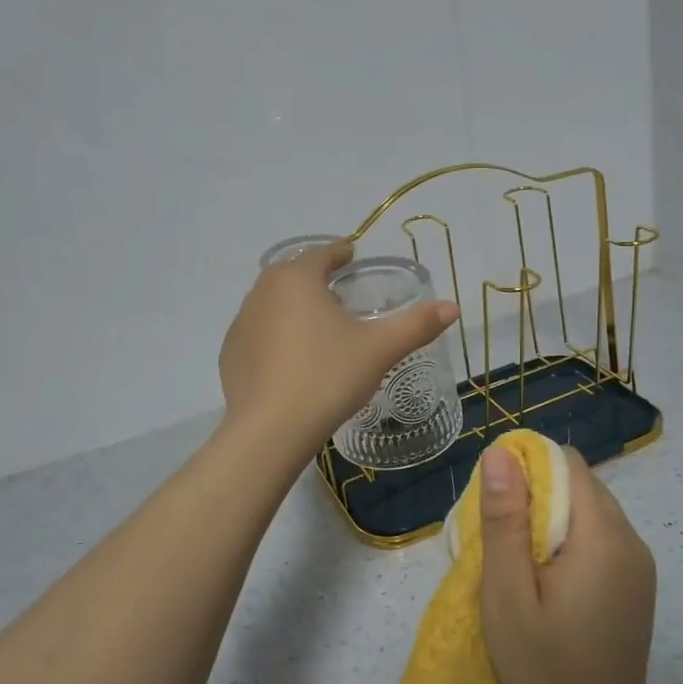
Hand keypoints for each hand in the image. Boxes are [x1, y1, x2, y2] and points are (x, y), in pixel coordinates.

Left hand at [219, 241, 458, 455]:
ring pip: (272, 304)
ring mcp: (240, 324)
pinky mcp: (229, 355)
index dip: (341, 253)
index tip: (352, 256)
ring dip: (293, 308)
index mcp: (296, 279)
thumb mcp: (379, 349)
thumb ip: (417, 325)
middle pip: (293, 276)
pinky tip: (291, 360)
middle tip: (339, 296)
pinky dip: (275, 337)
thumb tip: (452, 307)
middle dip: (315, 280)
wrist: (272, 429)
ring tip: (316, 330)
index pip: (322, 254)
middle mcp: (261, 291)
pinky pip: (258, 335)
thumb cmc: (329, 377)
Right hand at [477, 445, 669, 683]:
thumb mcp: (507, 593)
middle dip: (538, 497)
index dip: (528, 469)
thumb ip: (505, 521)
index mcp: (602, 537)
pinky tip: (549, 583)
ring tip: (521, 565)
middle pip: (581, 486)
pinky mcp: (636, 584)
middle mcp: (631, 540)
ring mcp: (639, 564)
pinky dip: (570, 543)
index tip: (497, 506)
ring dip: (553, 522)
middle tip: (503, 542)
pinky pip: (600, 539)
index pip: (569, 465)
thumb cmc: (543, 667)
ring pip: (590, 511)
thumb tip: (500, 453)